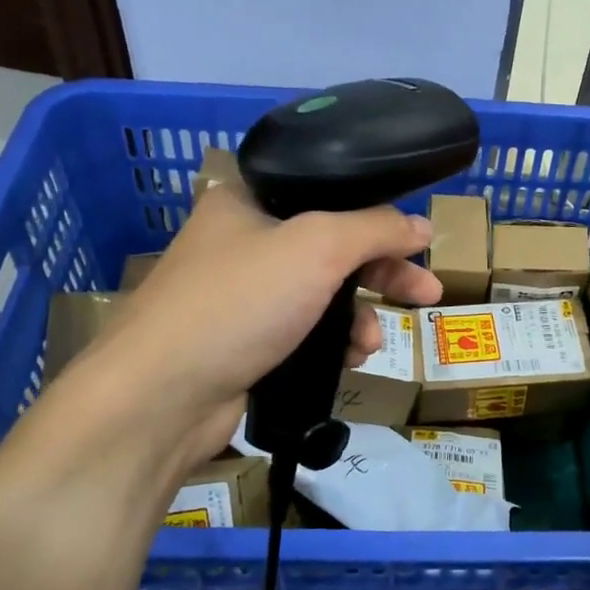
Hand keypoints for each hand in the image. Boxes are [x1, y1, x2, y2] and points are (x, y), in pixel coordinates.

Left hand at [42, 182, 439, 475]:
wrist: (161, 397)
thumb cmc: (239, 303)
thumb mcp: (317, 247)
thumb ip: (375, 228)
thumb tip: (421, 226)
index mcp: (247, 201)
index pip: (327, 192)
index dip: (377, 214)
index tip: (417, 241)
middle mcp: (241, 243)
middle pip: (331, 247)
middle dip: (382, 272)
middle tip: (428, 293)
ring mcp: (240, 297)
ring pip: (321, 296)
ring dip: (357, 316)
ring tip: (370, 343)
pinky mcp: (243, 344)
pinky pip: (303, 333)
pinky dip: (331, 343)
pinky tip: (348, 360)